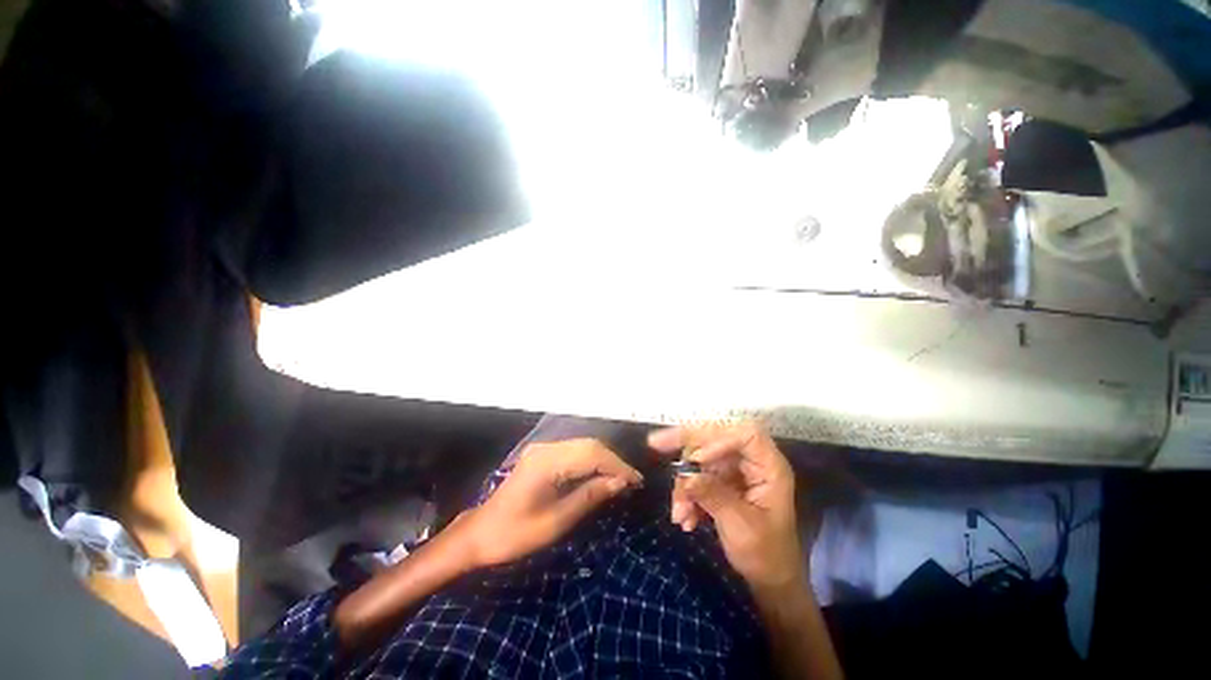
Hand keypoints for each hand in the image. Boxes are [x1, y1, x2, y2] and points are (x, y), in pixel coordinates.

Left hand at [458, 439, 642, 568]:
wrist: (480, 533)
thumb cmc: (516, 534)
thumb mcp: (556, 521)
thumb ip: (589, 496)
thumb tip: (620, 483)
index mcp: (548, 462)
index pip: (592, 454)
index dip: (617, 465)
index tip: (636, 481)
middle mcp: (547, 448)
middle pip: (589, 445)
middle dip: (613, 461)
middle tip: (631, 481)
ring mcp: (543, 449)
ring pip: (583, 445)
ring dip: (604, 460)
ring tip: (620, 479)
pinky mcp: (542, 455)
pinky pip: (574, 451)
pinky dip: (591, 461)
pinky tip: (599, 475)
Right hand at [649, 422, 804, 591]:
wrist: (769, 579)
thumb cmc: (766, 555)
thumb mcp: (740, 527)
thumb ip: (714, 496)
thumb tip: (686, 476)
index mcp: (769, 467)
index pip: (745, 435)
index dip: (719, 438)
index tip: (697, 458)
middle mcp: (751, 461)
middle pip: (715, 438)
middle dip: (687, 449)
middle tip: (656, 445)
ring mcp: (735, 470)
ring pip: (701, 457)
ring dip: (684, 482)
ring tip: (679, 513)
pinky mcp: (722, 480)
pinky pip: (697, 474)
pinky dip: (687, 493)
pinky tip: (684, 517)